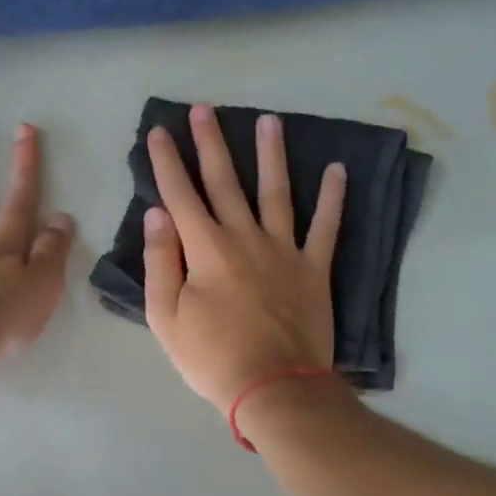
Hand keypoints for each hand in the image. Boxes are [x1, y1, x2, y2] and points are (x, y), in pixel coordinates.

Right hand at [143, 104, 346, 411]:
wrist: (274, 387)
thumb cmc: (212, 358)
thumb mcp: (166, 317)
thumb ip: (160, 261)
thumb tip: (158, 214)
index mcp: (205, 249)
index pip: (180, 195)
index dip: (166, 162)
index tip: (157, 132)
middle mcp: (245, 237)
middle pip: (225, 181)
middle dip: (211, 143)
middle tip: (204, 108)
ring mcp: (284, 250)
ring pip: (276, 192)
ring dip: (271, 154)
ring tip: (270, 119)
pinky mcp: (314, 269)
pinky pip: (327, 226)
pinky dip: (334, 197)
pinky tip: (338, 169)